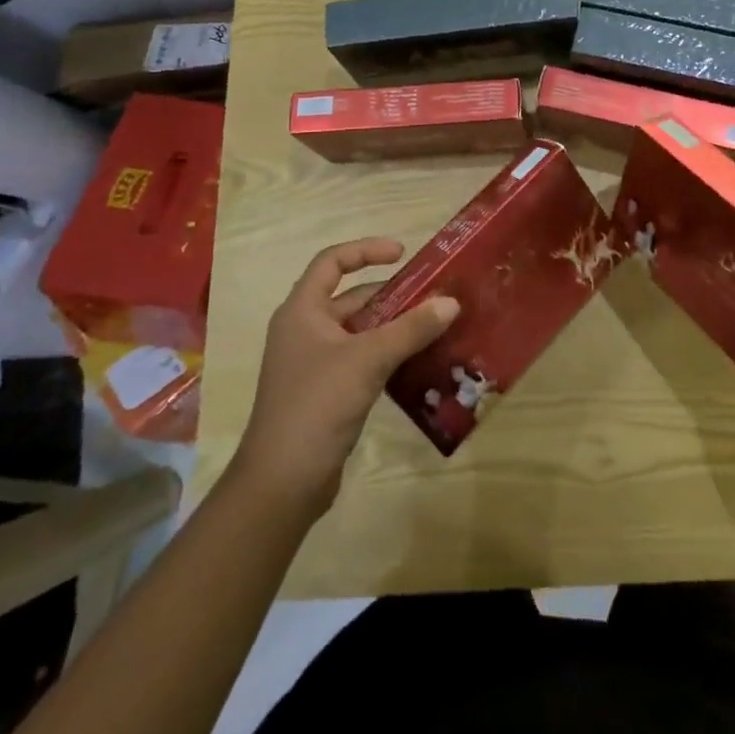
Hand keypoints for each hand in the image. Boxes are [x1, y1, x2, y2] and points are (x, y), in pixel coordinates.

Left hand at [232, 237, 458, 517]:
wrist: (282, 483)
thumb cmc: (317, 405)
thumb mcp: (368, 360)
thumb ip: (411, 328)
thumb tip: (451, 302)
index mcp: (302, 311)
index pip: (332, 262)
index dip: (366, 250)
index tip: (403, 254)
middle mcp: (305, 330)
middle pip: (352, 298)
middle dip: (392, 295)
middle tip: (434, 296)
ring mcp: (315, 363)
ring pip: (360, 331)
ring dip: (394, 327)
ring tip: (436, 326)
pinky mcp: (327, 392)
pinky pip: (363, 359)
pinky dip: (389, 354)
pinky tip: (419, 362)